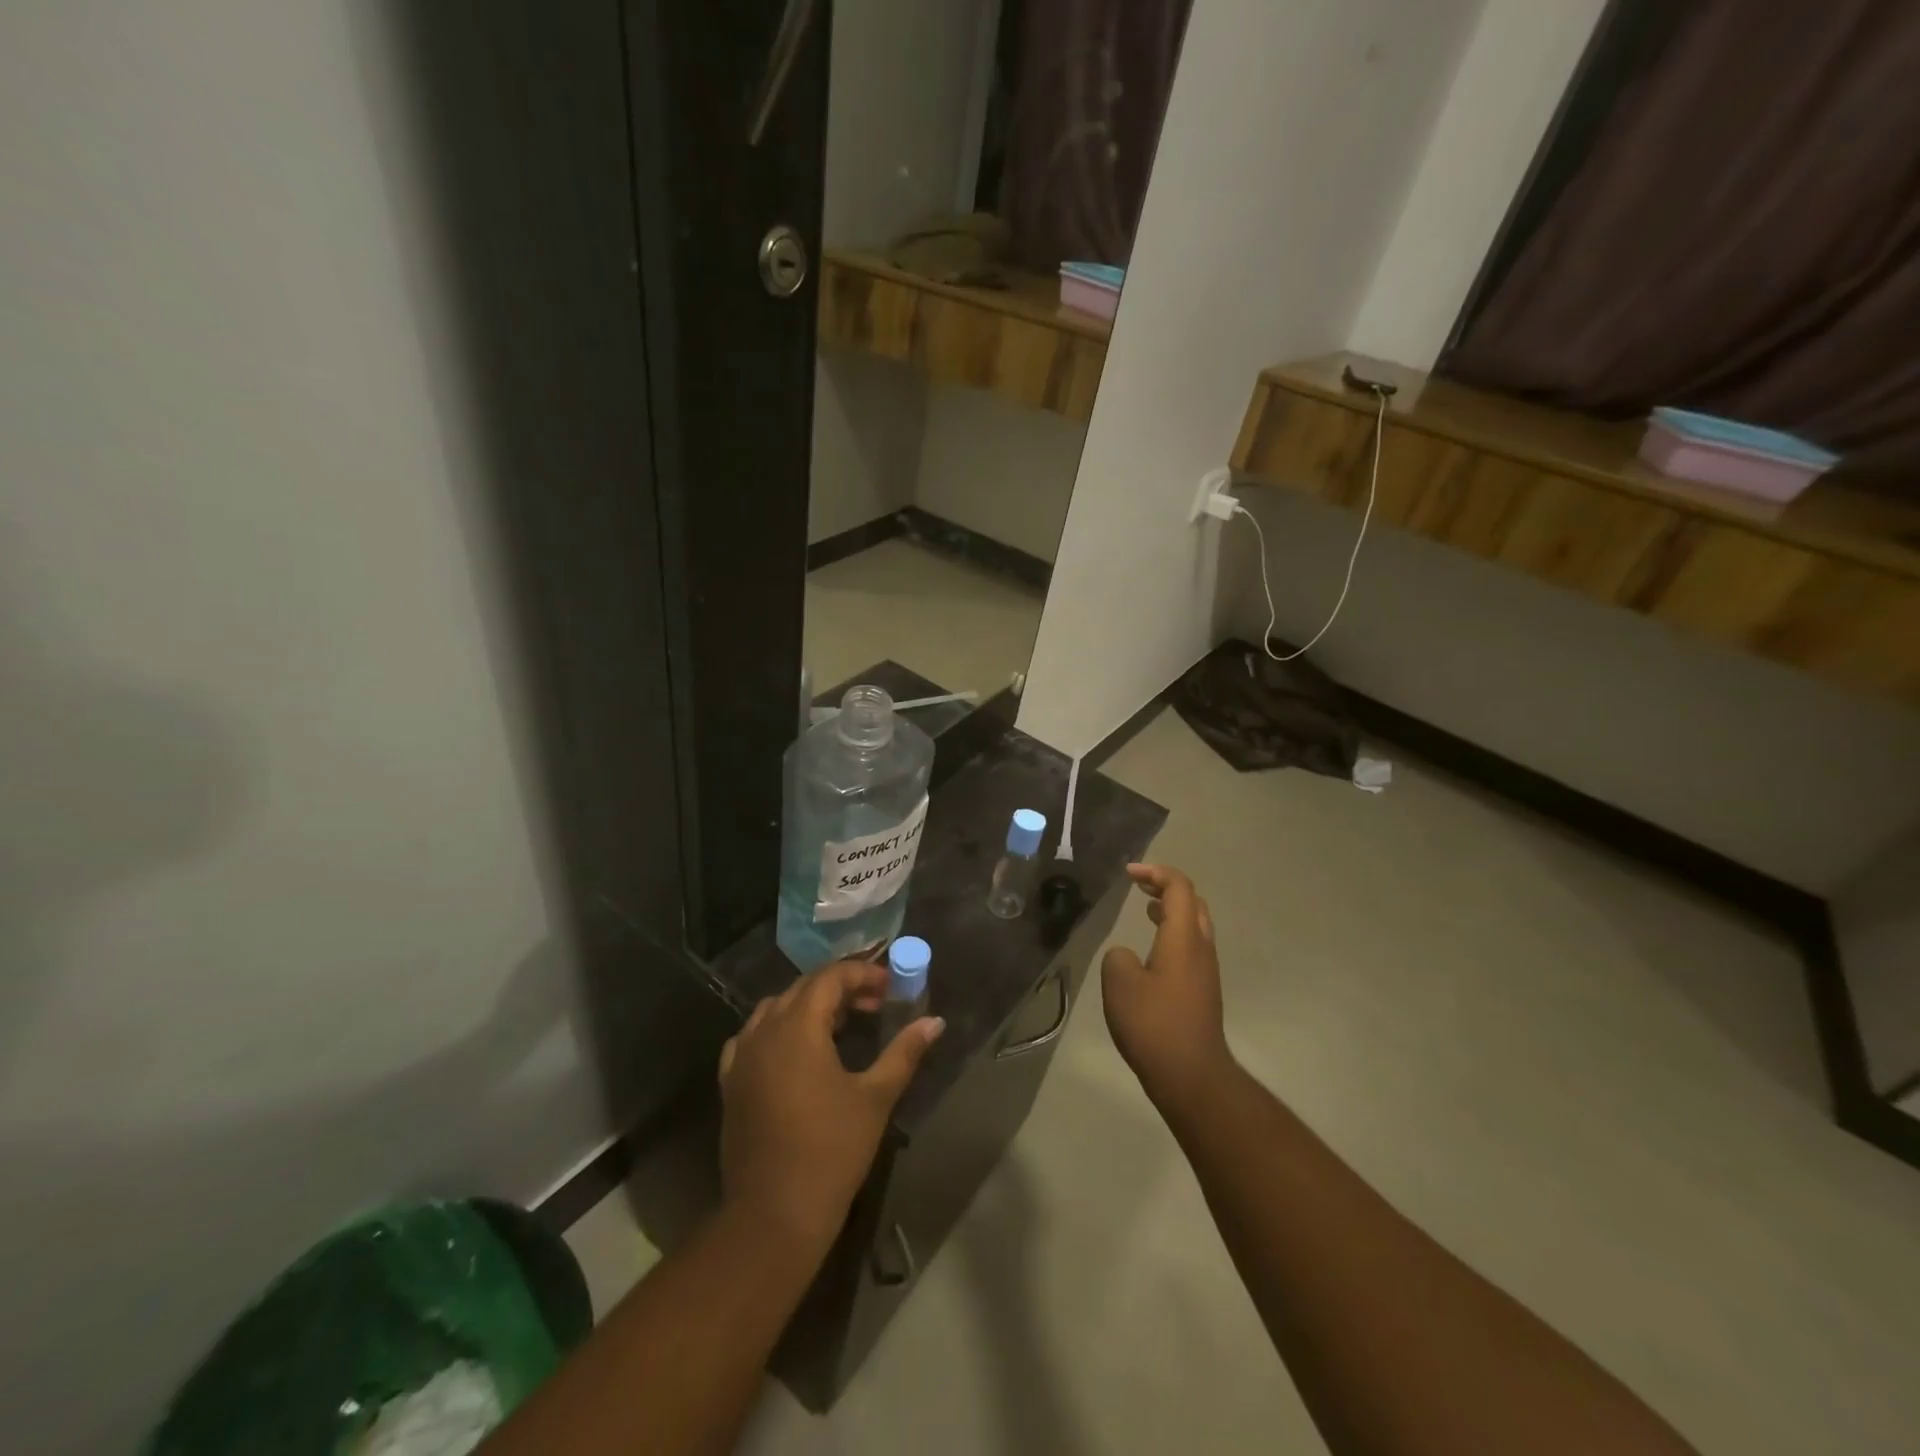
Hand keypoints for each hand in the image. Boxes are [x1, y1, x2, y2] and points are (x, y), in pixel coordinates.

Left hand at [718, 961, 944, 1259]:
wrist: (773, 1215)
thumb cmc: (831, 1151)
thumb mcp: (875, 1097)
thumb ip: (904, 1052)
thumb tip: (935, 1022)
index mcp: (798, 1028)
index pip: (830, 978)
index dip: (862, 974)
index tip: (890, 987)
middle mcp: (764, 1031)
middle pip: (803, 989)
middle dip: (841, 988)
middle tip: (875, 1004)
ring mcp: (741, 1057)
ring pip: (777, 1009)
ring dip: (810, 1006)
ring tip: (842, 1024)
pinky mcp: (731, 1082)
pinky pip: (753, 1036)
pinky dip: (779, 1029)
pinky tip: (797, 1050)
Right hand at [1101, 864, 1232, 1112]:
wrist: (1192, 1076)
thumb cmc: (1154, 1024)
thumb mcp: (1120, 983)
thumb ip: (1118, 957)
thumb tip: (1127, 956)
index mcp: (1184, 938)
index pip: (1179, 887)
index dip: (1155, 872)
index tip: (1128, 873)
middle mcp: (1201, 948)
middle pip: (1193, 902)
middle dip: (1166, 886)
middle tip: (1139, 885)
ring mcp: (1206, 971)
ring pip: (1195, 925)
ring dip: (1172, 910)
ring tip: (1146, 909)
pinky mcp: (1203, 991)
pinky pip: (1191, 946)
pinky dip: (1173, 932)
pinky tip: (1152, 950)